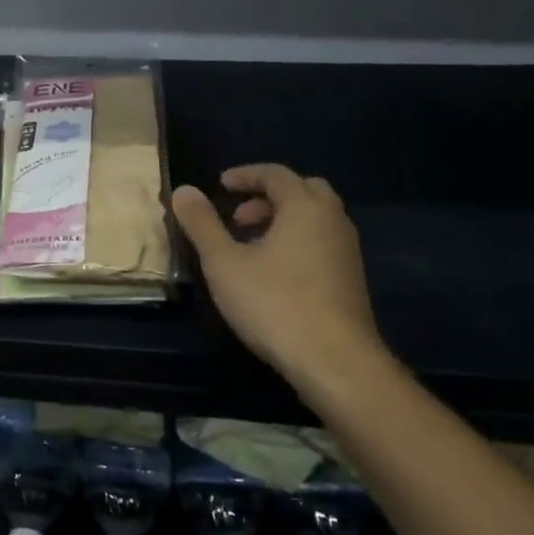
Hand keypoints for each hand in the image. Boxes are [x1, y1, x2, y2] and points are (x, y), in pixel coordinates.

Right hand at [171, 165, 390, 400]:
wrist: (334, 360)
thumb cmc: (274, 304)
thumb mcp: (224, 263)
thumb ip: (202, 224)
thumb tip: (183, 191)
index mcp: (304, 208)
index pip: (276, 174)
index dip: (245, 175)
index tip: (220, 185)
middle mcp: (332, 221)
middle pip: (303, 190)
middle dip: (268, 196)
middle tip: (238, 217)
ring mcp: (347, 251)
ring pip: (315, 218)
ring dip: (282, 220)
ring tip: (249, 246)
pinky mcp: (350, 278)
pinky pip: (322, 242)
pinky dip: (296, 241)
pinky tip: (273, 273)